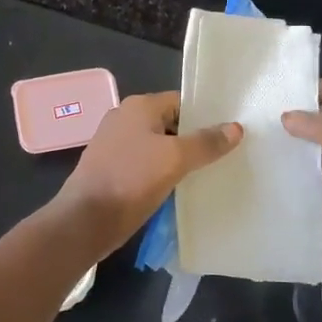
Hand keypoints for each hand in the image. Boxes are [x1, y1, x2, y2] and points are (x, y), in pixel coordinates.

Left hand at [56, 91, 242, 254]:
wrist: (86, 220)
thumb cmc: (131, 180)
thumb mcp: (175, 159)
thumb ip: (206, 142)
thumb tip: (235, 127)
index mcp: (139, 106)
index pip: (181, 102)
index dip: (205, 116)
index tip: (229, 133)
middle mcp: (125, 118)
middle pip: (171, 124)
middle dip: (194, 139)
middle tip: (224, 156)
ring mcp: (116, 144)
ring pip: (158, 146)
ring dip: (179, 159)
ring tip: (208, 174)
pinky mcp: (112, 168)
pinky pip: (146, 164)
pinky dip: (162, 173)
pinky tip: (180, 188)